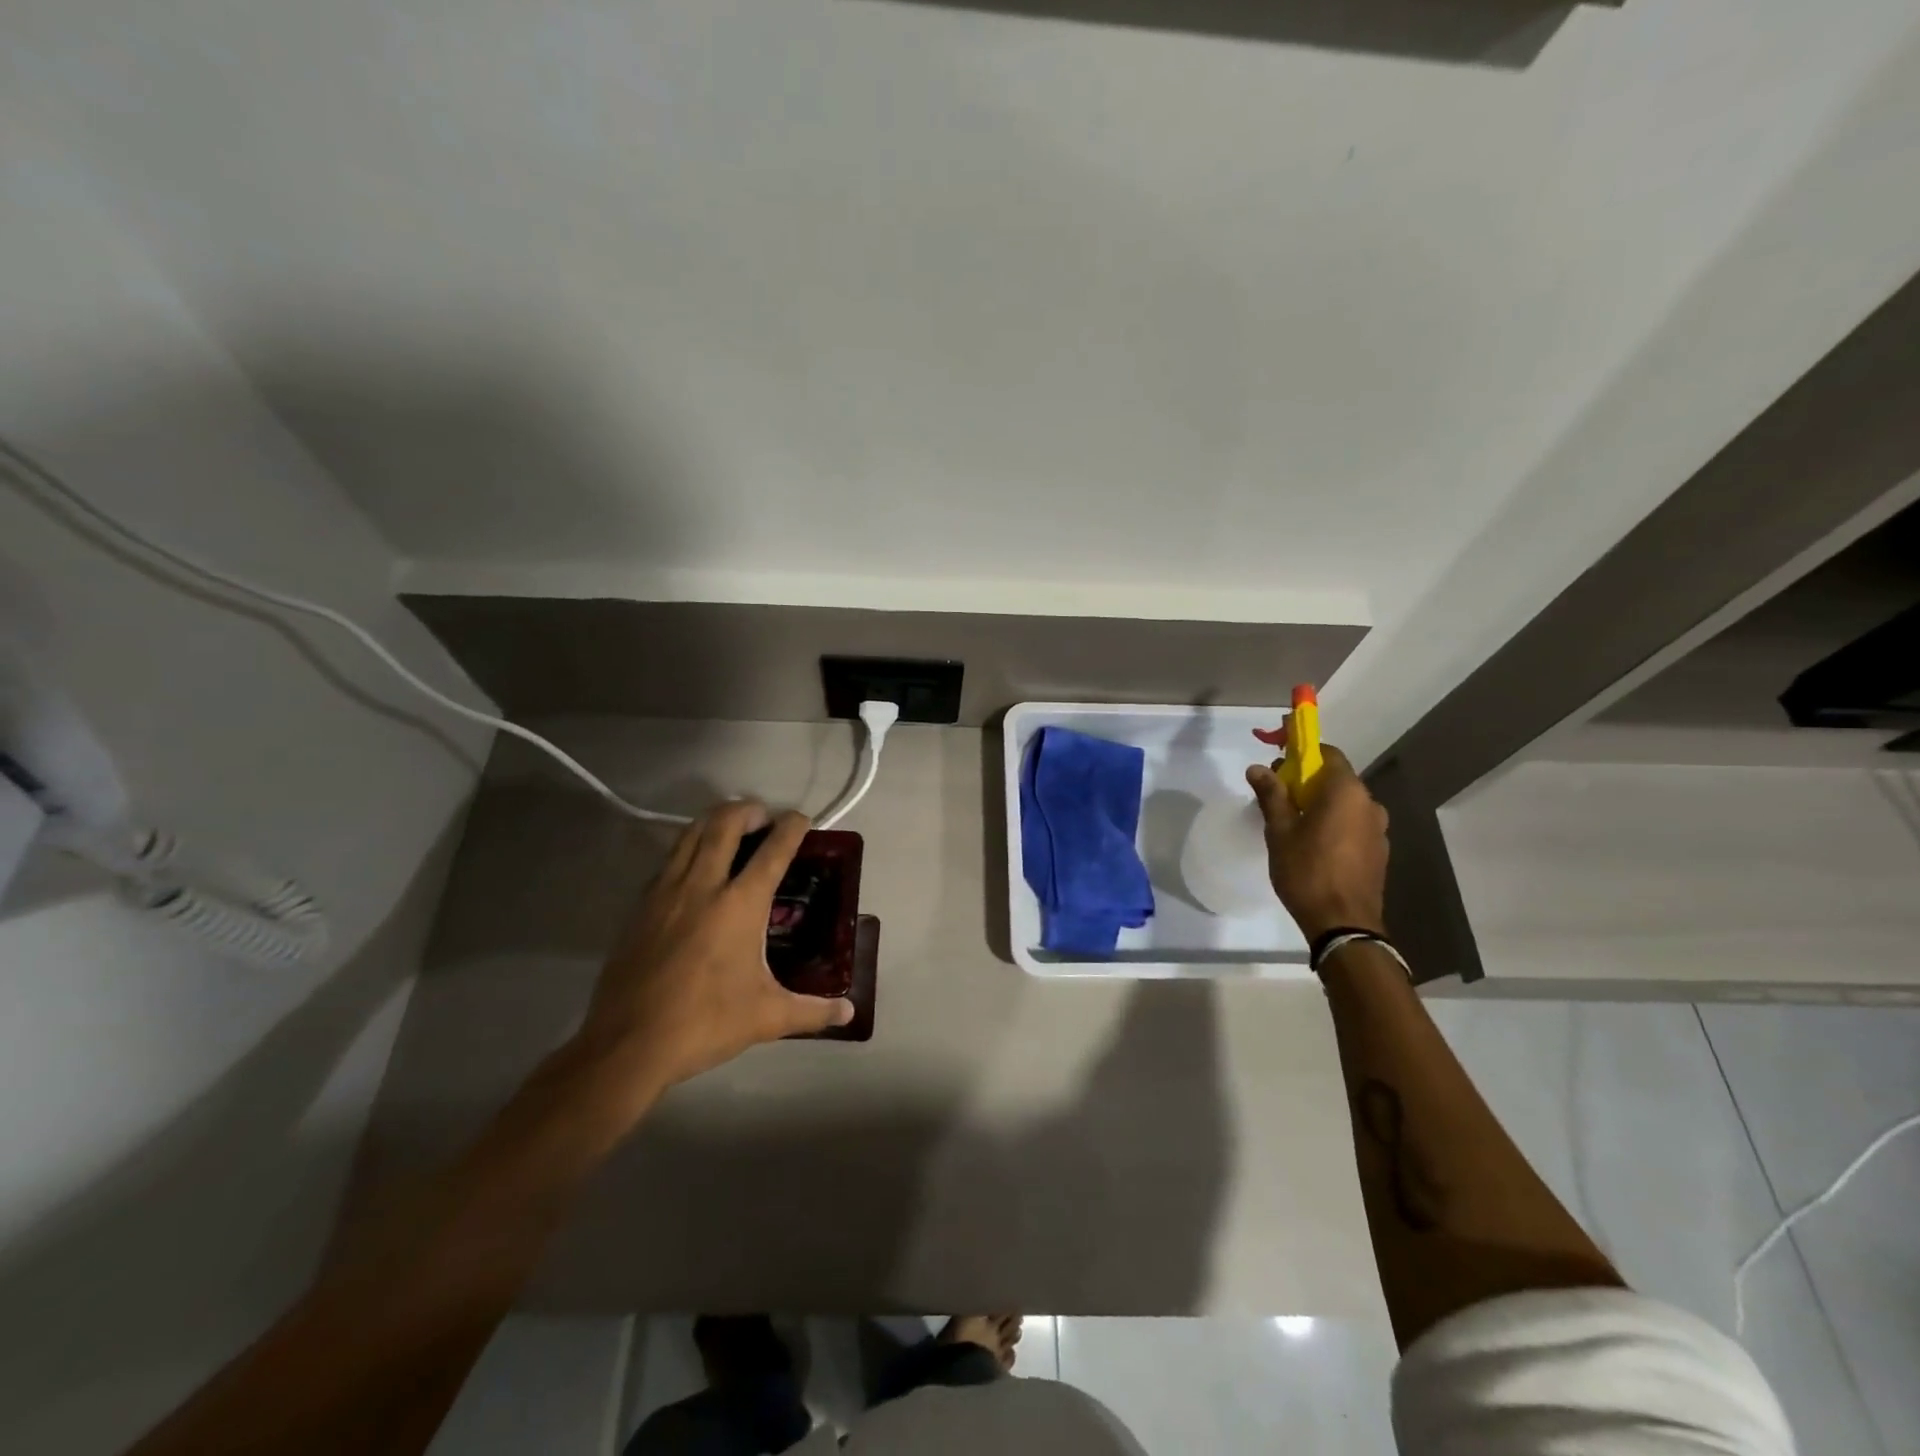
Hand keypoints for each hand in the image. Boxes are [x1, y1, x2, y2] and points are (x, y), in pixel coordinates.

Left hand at [579, 801, 853, 1095]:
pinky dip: (688, 848)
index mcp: (740, 905)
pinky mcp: (640, 906)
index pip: (773, 851)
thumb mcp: (767, 1018)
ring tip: (730, 828)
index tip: (802, 819)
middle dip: (748, 810)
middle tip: (764, 817)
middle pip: (725, 824)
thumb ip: (813, 1011)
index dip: (792, 828)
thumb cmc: (705, 1023)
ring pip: (690, 833)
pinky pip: (669, 859)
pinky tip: (695, 867)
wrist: (628, 1044)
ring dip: (714, 821)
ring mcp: (666, 892)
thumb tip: (849, 1012)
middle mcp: (703, 886)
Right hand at [1246, 744, 1388, 942]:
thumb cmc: (1307, 870)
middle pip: (1336, 778)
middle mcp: (1369, 803)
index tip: (1278, 758)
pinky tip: (1313, 843)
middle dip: (1306, 779)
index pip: (1327, 753)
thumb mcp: (1280, 830)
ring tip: (1293, 823)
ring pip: (1344, 803)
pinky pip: (1352, 823)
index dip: (1302, 751)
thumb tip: (1258, 767)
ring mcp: (1378, 828)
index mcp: (1346, 791)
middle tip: (1277, 795)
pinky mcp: (1378, 850)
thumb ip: (1272, 795)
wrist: (1344, 924)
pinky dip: (1333, 822)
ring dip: (1320, 803)